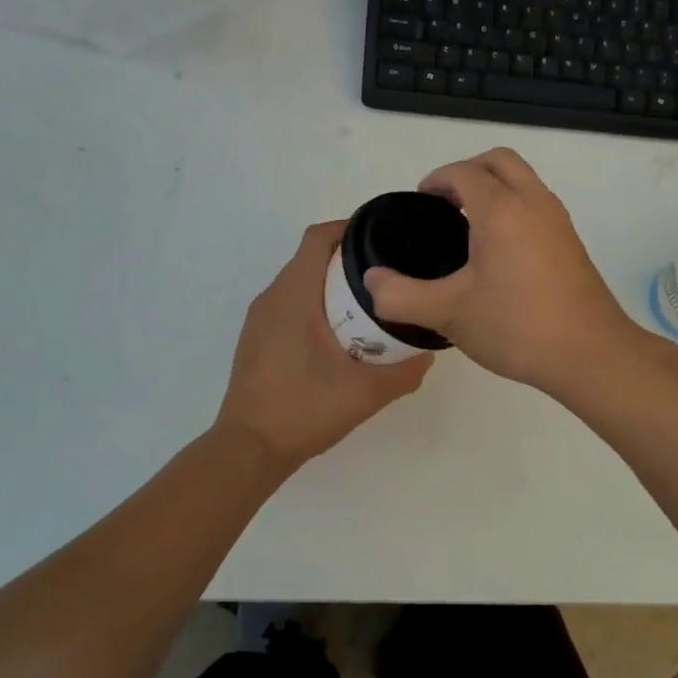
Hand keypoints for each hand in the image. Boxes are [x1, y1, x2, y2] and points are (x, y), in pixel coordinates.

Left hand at [215, 220, 432, 471]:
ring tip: (368, 301)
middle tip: (387, 274)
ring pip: (299, 281)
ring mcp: (260, 318)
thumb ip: (403, 372)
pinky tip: (338, 332)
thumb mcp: (365, 393)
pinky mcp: (256, 338)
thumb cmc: (304, 410)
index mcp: (294, 296)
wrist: (249, 449)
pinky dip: (315, 303)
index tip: (382, 238)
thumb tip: (428, 354)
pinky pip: (289, 303)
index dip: (349, 228)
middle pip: (311, 257)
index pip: (318, 238)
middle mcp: (272, 298)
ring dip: (331, 283)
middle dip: (348, 258)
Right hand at [363, 148, 636, 395]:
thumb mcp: (448, 313)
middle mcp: (533, 202)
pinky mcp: (570, 241)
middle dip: (467, 172)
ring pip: (522, 179)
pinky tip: (498, 252)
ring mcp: (557, 220)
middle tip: (443, 205)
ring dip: (493, 187)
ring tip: (467, 227)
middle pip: (498, 160)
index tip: (420, 204)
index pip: (464, 172)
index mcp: (501, 209)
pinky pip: (536, 202)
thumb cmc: (517, 326)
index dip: (436, 180)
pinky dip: (513, 206)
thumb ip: (401, 296)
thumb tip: (371, 282)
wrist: (590, 354)